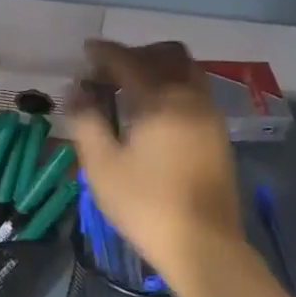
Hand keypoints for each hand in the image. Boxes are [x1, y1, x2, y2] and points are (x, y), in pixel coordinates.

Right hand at [68, 40, 243, 279]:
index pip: (129, 61)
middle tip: (109, 71)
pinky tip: (154, 115)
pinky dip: (172, 89)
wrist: (202, 244)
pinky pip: (195, 94)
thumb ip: (87, 121)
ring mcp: (210, 116)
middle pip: (168, 55)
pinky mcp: (218, 136)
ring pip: (187, 73)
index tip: (85, 52)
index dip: (104, 53)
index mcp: (161, 100)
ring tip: (130, 91)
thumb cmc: (145, 204)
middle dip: (137, 54)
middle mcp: (191, 98)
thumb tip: (77, 91)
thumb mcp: (102, 166)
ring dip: (159, 70)